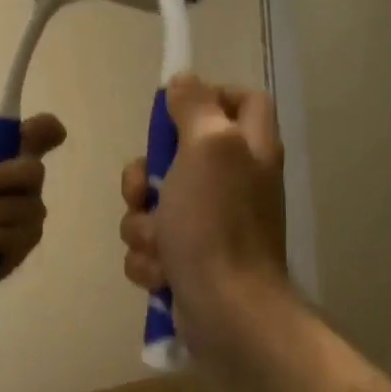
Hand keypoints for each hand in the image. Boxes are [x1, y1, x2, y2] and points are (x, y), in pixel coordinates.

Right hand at [119, 74, 290, 358]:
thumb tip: (184, 80)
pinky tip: (162, 274)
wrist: (226, 311)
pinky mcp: (189, 261)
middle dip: (144, 176)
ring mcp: (210, 226)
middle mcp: (233, 184)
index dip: (209, 96)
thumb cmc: (217, 224)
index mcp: (248, 149)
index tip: (172, 110)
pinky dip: (150, 260)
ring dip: (142, 226)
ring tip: (159, 246)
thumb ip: (196, 107)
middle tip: (142, 190)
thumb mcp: (209, 148)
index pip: (242, 100)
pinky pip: (151, 246)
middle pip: (178, 156)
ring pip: (153, 206)